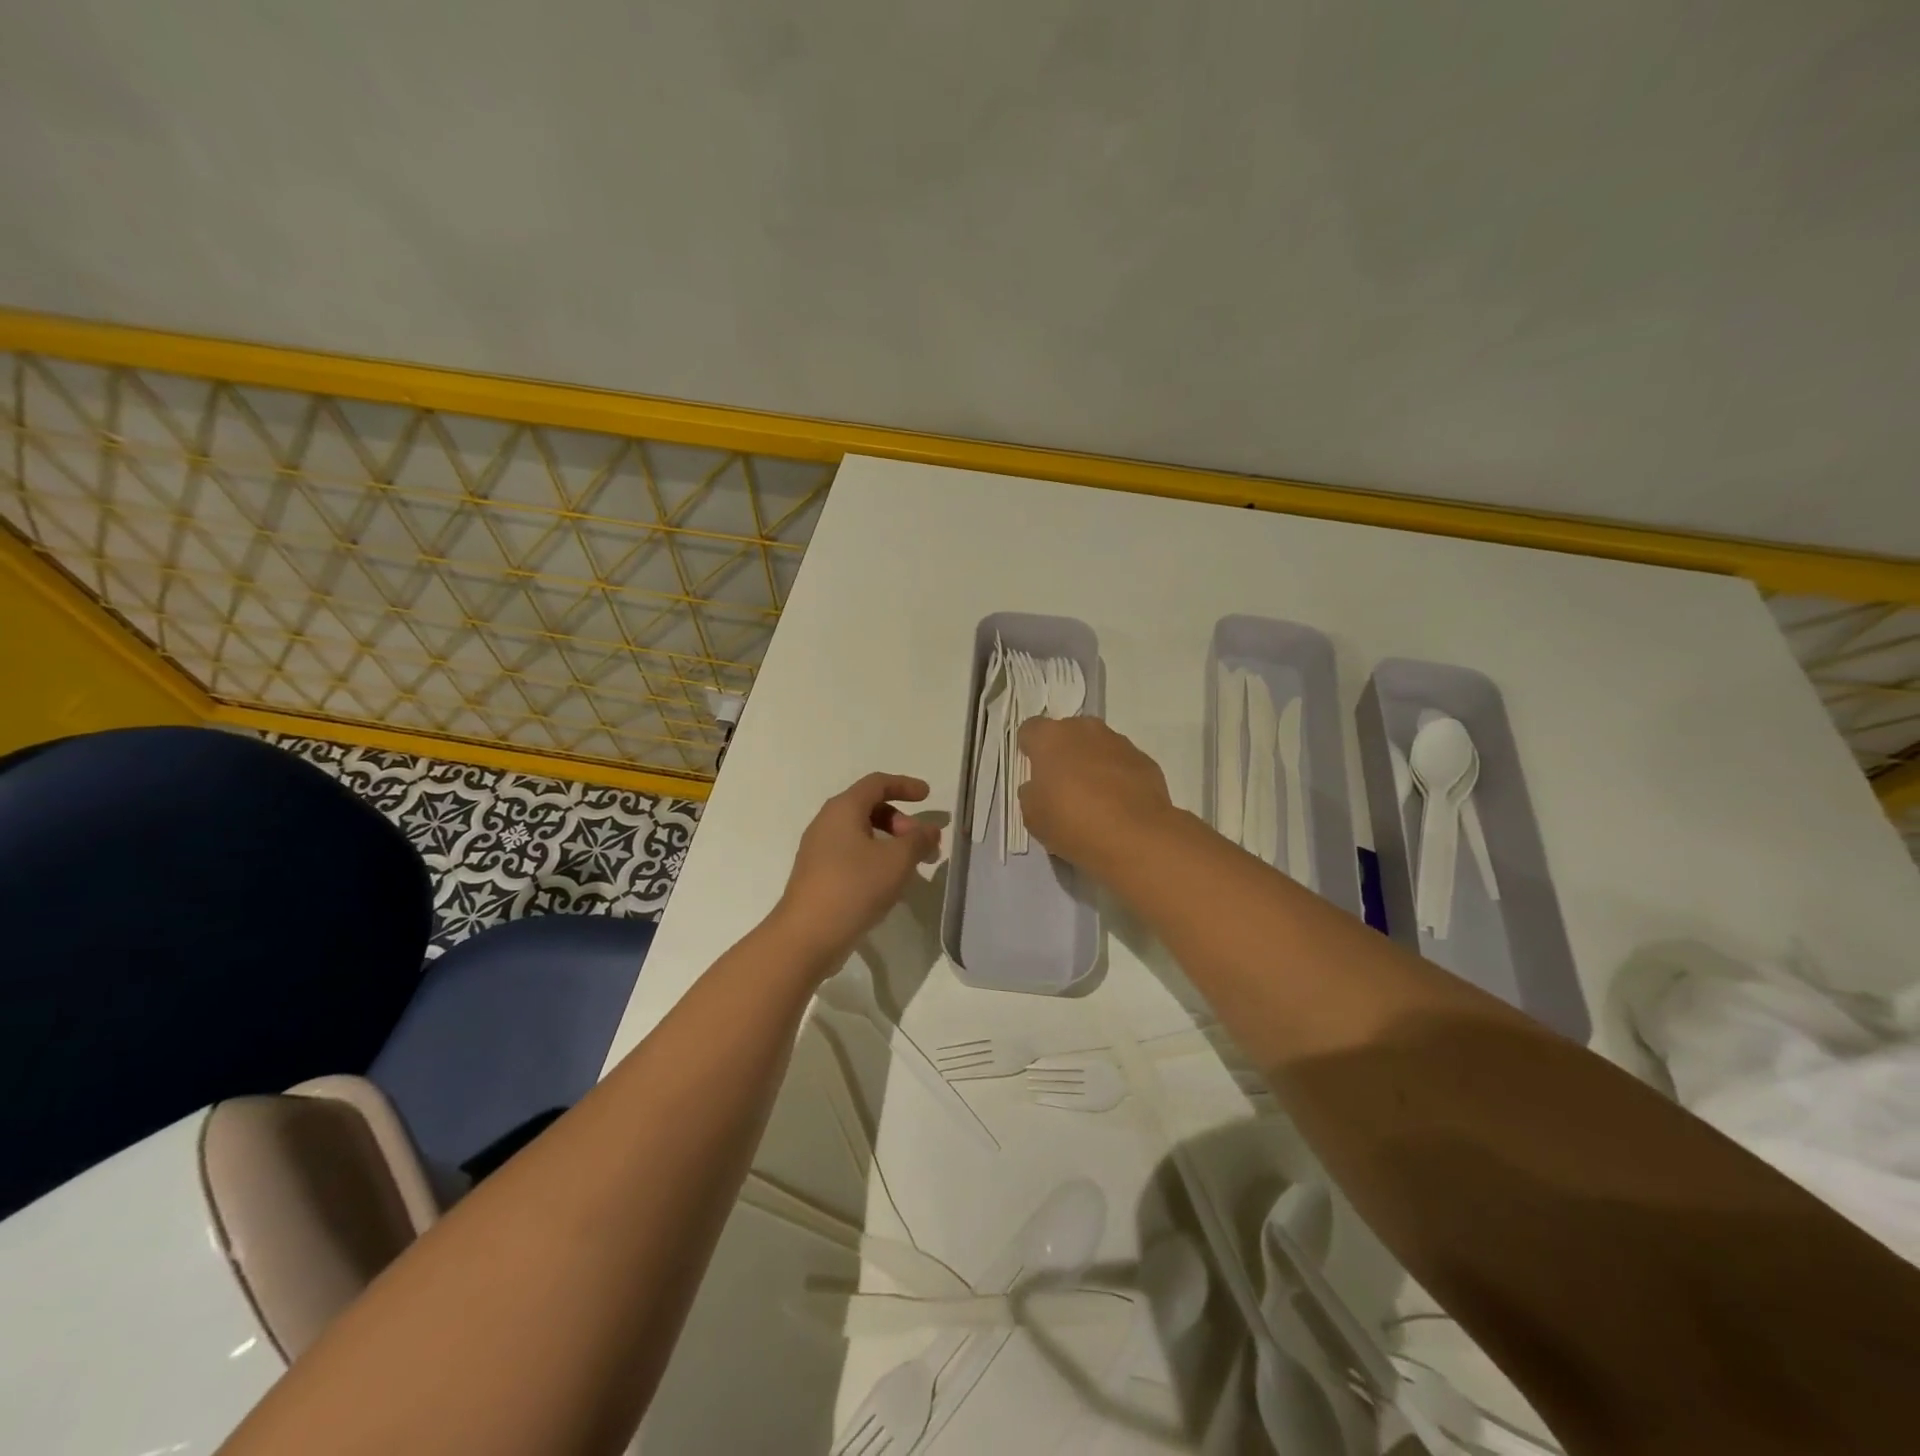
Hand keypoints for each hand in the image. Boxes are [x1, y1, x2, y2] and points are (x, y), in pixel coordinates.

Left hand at [772, 773, 940, 967]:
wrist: (807, 936)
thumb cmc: (854, 887)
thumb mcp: (897, 861)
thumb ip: (918, 840)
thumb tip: (929, 830)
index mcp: (843, 809)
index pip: (876, 783)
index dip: (904, 785)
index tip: (927, 796)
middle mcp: (826, 823)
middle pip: (868, 807)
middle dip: (900, 820)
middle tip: (921, 843)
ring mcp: (818, 850)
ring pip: (860, 834)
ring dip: (889, 842)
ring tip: (910, 866)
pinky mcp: (817, 875)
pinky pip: (851, 855)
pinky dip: (874, 859)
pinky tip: (887, 884)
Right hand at [1017, 718, 1176, 876]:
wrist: (1134, 838)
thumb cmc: (1072, 822)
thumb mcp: (1032, 816)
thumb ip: (1031, 793)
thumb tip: (1038, 787)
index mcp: (1050, 737)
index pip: (1030, 730)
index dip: (1029, 749)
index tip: (1033, 772)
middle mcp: (1085, 729)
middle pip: (1067, 734)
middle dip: (1063, 754)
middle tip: (1062, 787)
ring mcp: (1119, 742)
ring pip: (1097, 747)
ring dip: (1092, 764)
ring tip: (1094, 799)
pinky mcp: (1145, 760)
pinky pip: (1122, 764)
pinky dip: (1118, 778)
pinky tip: (1118, 806)